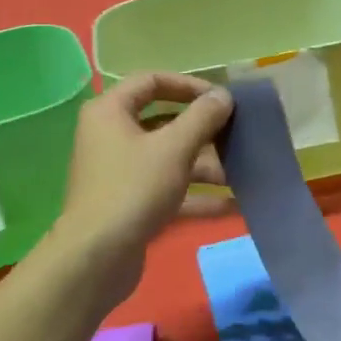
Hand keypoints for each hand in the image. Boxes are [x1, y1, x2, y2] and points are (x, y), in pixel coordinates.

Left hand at [48, 73, 233, 302]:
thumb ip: (202, 118)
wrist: (96, 258)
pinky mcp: (131, 204)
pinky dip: (197, 195)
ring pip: (169, 159)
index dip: (189, 85)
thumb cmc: (133, 189)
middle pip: (164, 122)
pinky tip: (235, 205)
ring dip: (206, 166)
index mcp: (110, 111)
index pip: (152, 81)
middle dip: (204, 131)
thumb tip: (223, 95)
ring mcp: (120, 173)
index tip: (222, 99)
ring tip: (243, 173)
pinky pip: (169, 190)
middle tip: (238, 135)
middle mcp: (112, 136)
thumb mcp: (174, 148)